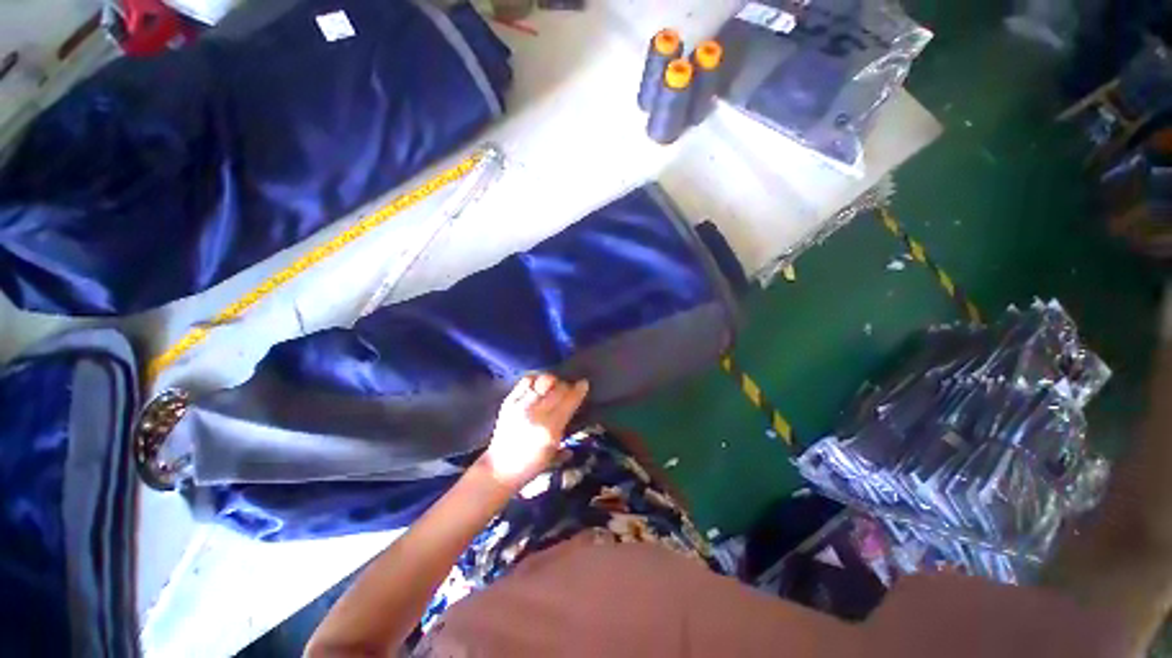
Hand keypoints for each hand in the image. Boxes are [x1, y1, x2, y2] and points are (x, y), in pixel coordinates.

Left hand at [477, 374, 589, 490]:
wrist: (500, 469)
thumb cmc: (531, 465)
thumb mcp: (554, 451)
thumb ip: (566, 429)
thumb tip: (576, 410)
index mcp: (550, 429)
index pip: (569, 401)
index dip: (579, 390)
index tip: (583, 384)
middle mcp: (536, 414)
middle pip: (558, 388)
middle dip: (566, 386)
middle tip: (567, 389)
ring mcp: (521, 406)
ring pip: (543, 381)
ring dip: (552, 380)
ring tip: (553, 385)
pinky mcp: (509, 402)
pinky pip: (525, 381)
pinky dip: (535, 379)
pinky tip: (538, 384)